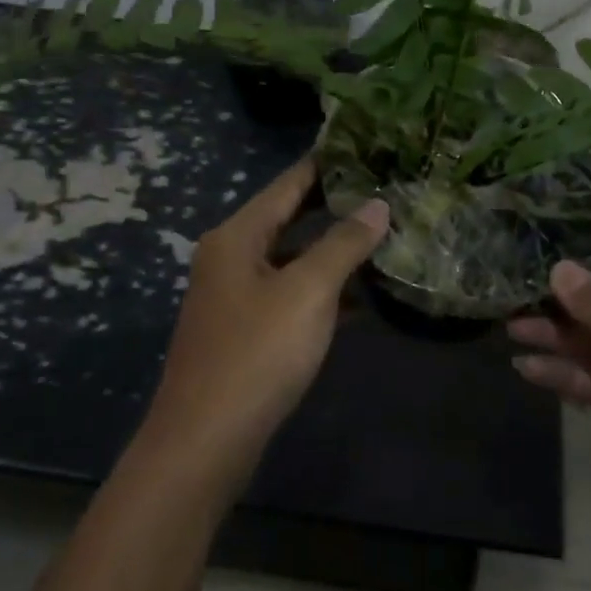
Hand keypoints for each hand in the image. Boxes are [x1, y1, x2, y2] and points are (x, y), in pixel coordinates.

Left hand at [145, 158, 388, 476]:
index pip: (289, 183)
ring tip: (385, 234)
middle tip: (386, 188)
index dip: (327, 163)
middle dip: (337, 205)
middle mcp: (232, 256)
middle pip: (290, 217)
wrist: (204, 445)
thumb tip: (377, 205)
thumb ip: (344, 244)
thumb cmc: (256, 354)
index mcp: (238, 235)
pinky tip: (365, 296)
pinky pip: (292, 294)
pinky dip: (324, 290)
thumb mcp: (308, 292)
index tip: (367, 145)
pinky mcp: (247, 331)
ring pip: (294, 258)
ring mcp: (237, 295)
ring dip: (335, 250)